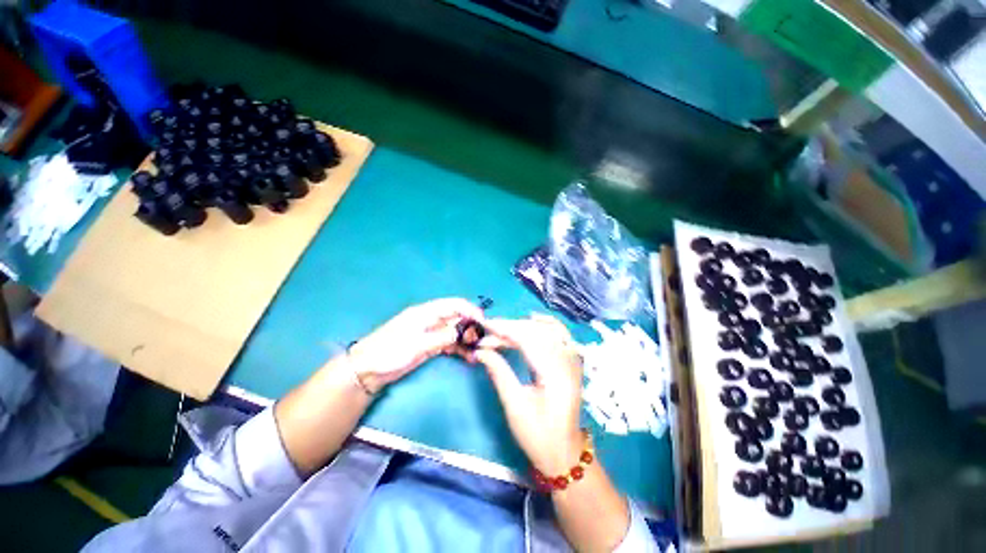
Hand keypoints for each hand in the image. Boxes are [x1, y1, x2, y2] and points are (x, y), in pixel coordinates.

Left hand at [348, 298, 484, 393]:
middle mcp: (431, 319)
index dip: (471, 310)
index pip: (454, 305)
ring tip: (478, 351)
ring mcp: (431, 332)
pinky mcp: (429, 345)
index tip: (484, 322)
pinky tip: (468, 356)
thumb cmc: (390, 352)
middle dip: (472, 326)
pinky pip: (449, 342)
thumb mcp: (418, 345)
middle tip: (484, 340)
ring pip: (455, 331)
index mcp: (426, 312)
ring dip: (467, 339)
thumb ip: (442, 337)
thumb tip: (464, 332)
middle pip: (457, 317)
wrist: (367, 369)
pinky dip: (459, 348)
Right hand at [475, 315, 584, 474]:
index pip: (529, 340)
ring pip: (549, 329)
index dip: (505, 329)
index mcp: (555, 375)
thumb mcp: (514, 405)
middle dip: (511, 327)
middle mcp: (568, 362)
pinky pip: (560, 334)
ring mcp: (573, 361)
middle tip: (489, 331)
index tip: (485, 325)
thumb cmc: (538, 435)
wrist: (564, 453)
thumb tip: (480, 350)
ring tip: (503, 328)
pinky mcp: (572, 362)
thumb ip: (499, 372)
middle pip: (538, 332)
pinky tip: (532, 320)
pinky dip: (546, 324)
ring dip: (525, 325)